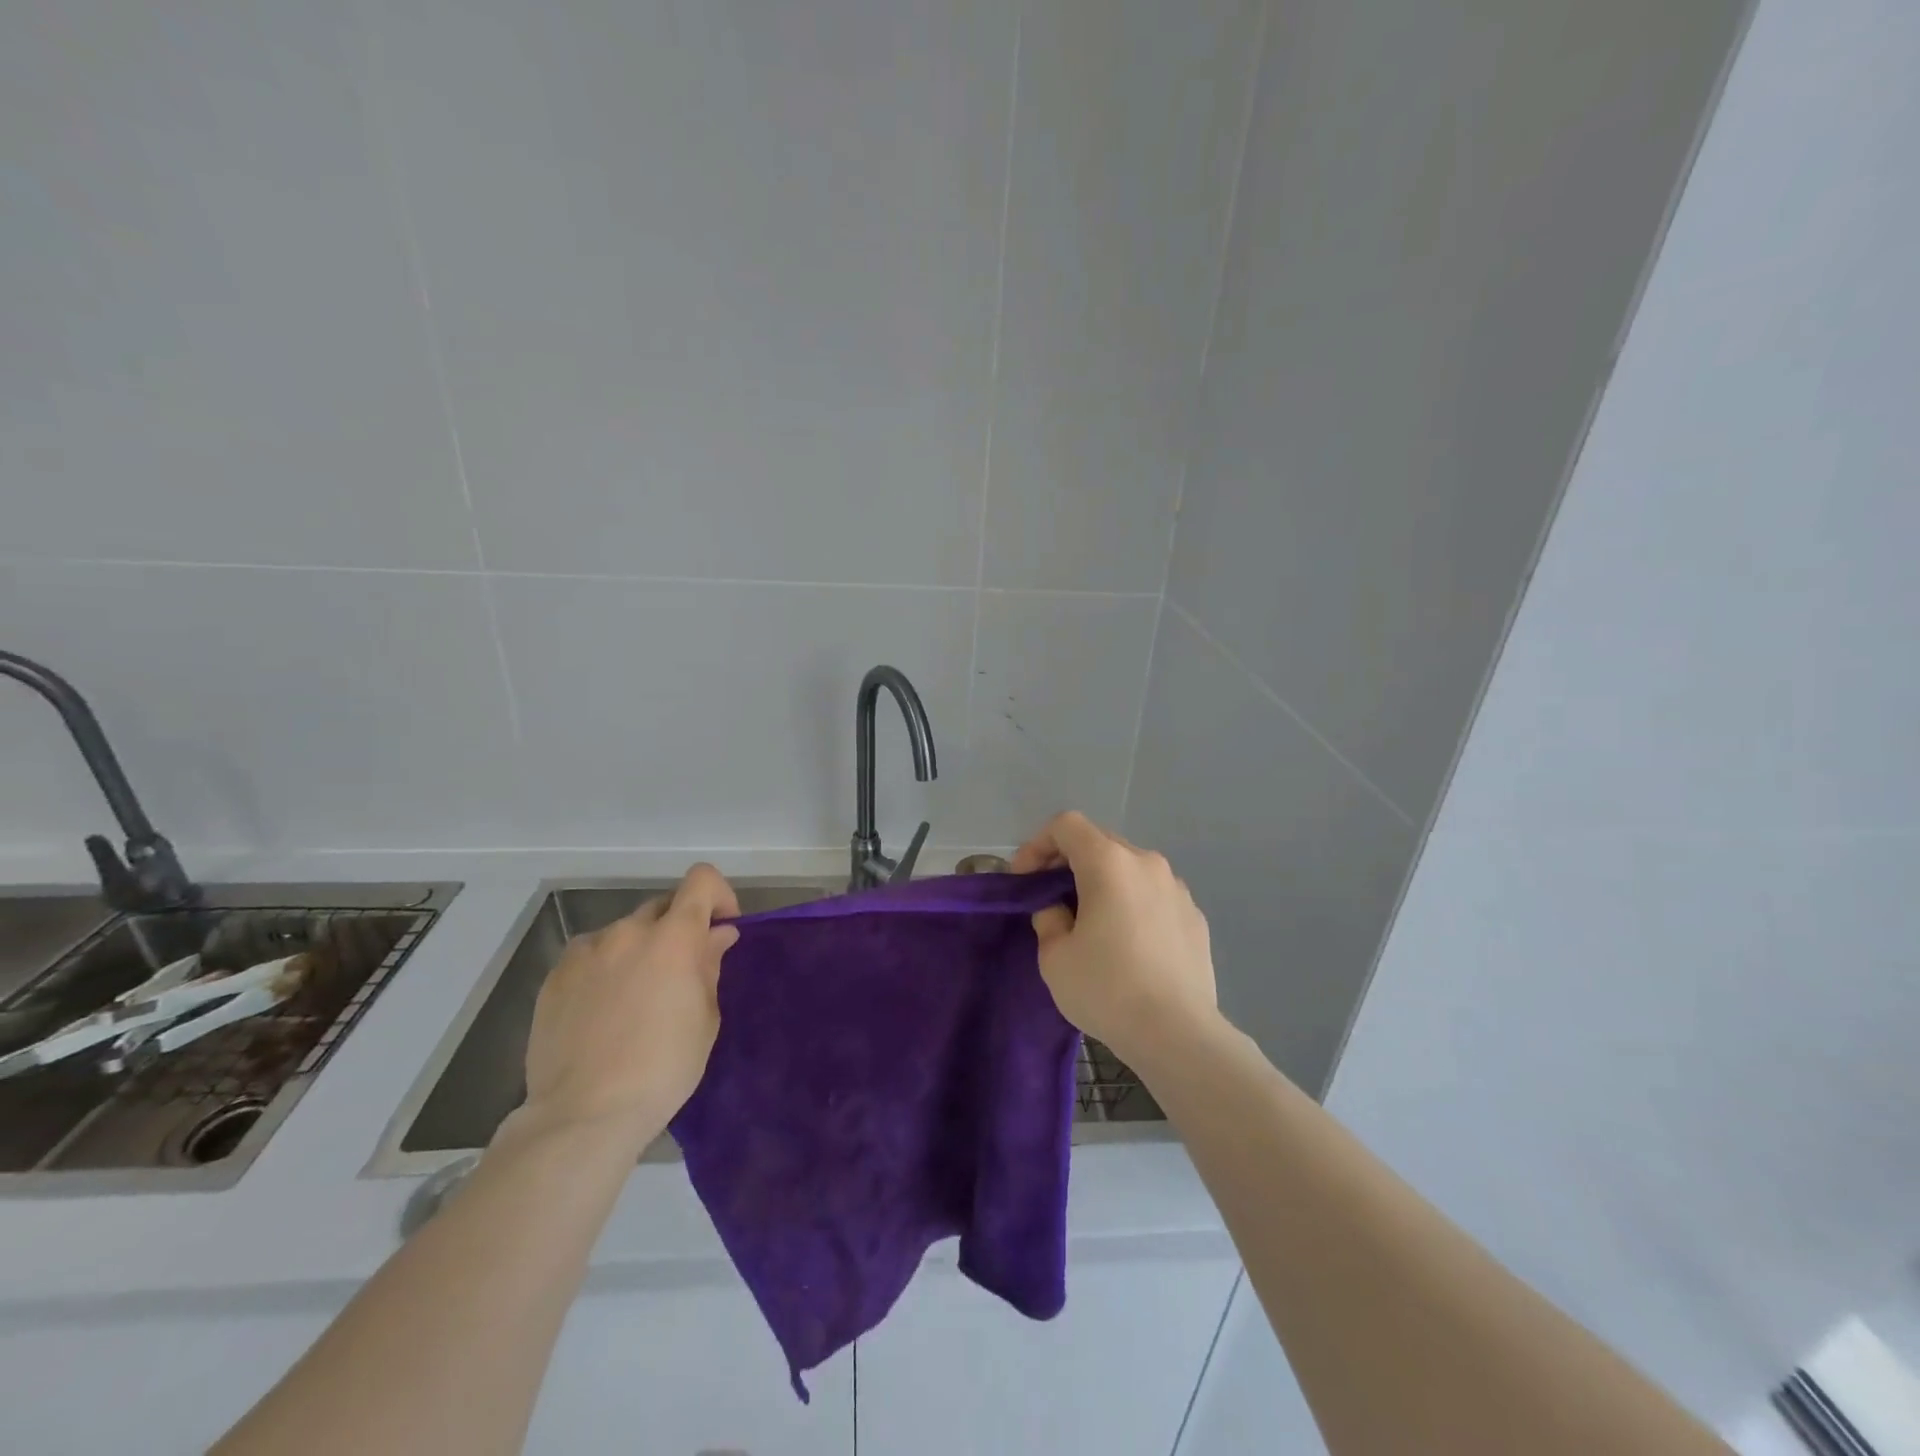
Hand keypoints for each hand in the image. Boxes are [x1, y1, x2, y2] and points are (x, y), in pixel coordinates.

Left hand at [519, 864, 740, 1138]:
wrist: (584, 1113)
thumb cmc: (662, 1068)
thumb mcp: (705, 1018)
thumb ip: (709, 965)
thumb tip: (717, 934)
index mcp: (673, 937)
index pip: (701, 880)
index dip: (718, 895)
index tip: (721, 928)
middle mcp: (628, 931)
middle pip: (662, 906)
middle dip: (678, 929)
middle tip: (681, 972)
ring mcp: (586, 951)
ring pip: (624, 933)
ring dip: (639, 949)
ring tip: (635, 996)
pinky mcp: (555, 975)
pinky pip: (591, 955)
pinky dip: (605, 968)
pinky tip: (602, 1009)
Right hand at [1012, 812, 1218, 1067]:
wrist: (1178, 1034)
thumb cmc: (1107, 989)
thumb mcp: (1055, 957)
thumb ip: (1049, 919)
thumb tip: (1060, 910)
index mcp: (1109, 863)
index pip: (1067, 826)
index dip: (1038, 844)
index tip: (1026, 879)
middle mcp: (1147, 864)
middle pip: (1100, 843)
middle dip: (1068, 862)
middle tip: (1051, 898)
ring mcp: (1177, 889)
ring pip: (1129, 869)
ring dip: (1103, 883)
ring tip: (1091, 923)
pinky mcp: (1195, 916)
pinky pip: (1153, 896)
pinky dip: (1132, 905)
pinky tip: (1128, 945)